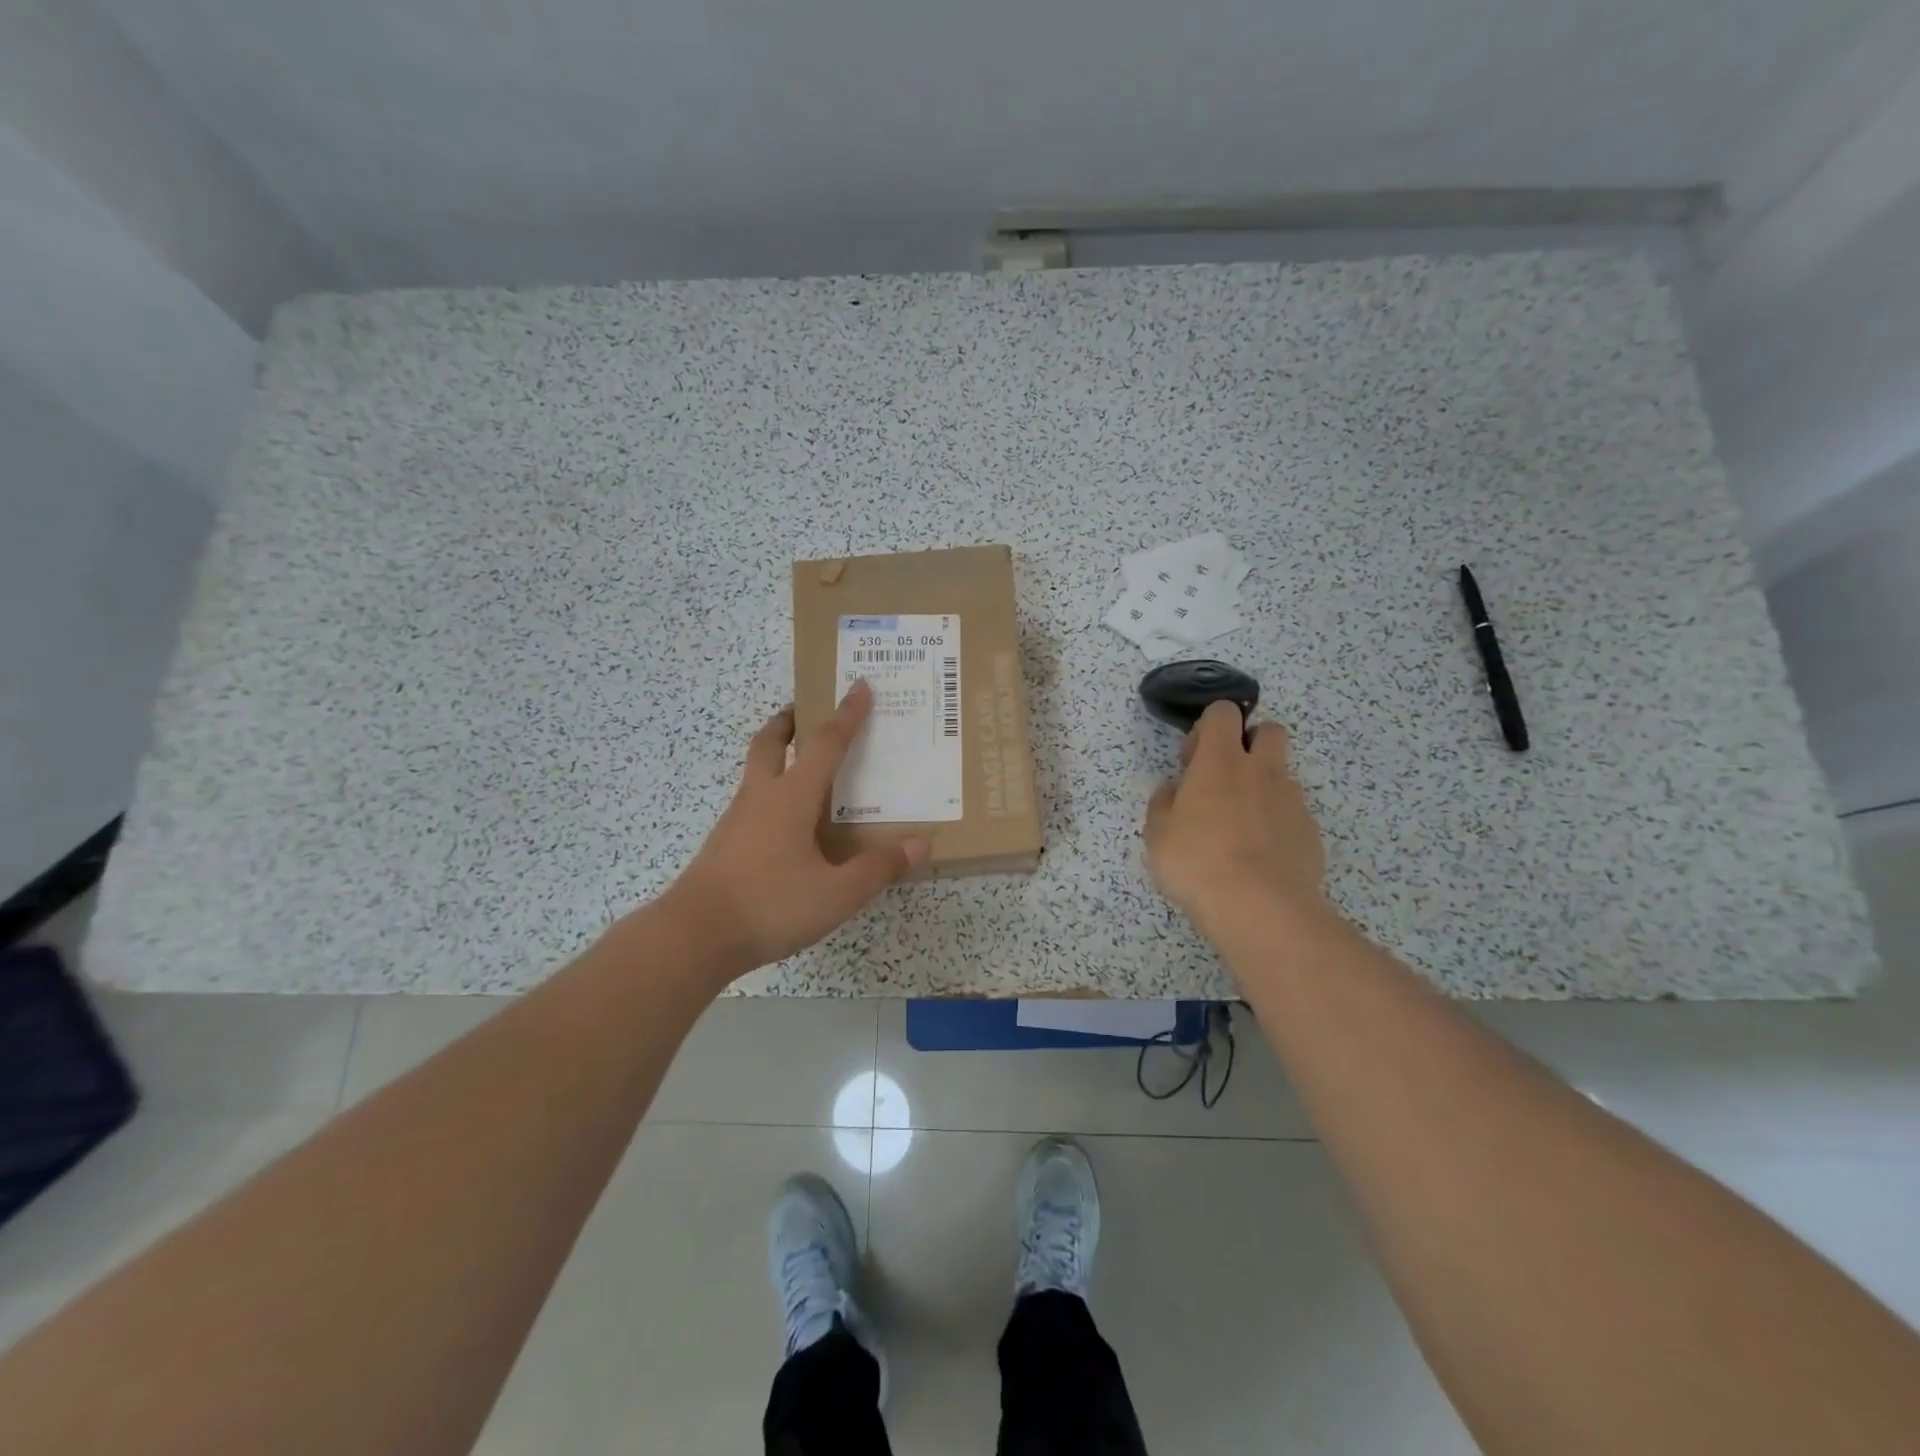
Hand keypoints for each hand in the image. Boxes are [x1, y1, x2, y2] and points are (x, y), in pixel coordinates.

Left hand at [663, 681, 929, 976]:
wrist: (694, 937)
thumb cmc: (770, 905)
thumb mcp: (837, 893)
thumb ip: (878, 868)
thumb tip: (919, 845)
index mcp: (791, 797)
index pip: (825, 744)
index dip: (847, 715)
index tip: (859, 686)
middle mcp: (760, 798)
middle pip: (770, 742)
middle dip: (790, 721)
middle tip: (808, 712)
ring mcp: (736, 821)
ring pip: (756, 772)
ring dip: (778, 756)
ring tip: (805, 770)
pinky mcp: (724, 845)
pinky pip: (752, 803)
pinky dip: (771, 794)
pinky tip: (788, 826)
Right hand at [1144, 701, 1329, 936]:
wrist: (1260, 908)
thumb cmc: (1197, 863)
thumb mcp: (1158, 835)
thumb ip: (1164, 804)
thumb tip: (1174, 791)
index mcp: (1219, 761)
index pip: (1223, 712)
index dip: (1208, 727)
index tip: (1193, 760)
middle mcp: (1260, 770)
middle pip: (1268, 730)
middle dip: (1250, 743)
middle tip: (1226, 779)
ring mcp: (1291, 800)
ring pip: (1282, 774)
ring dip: (1263, 786)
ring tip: (1242, 826)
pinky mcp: (1310, 831)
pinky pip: (1292, 813)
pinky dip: (1277, 823)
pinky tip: (1261, 855)